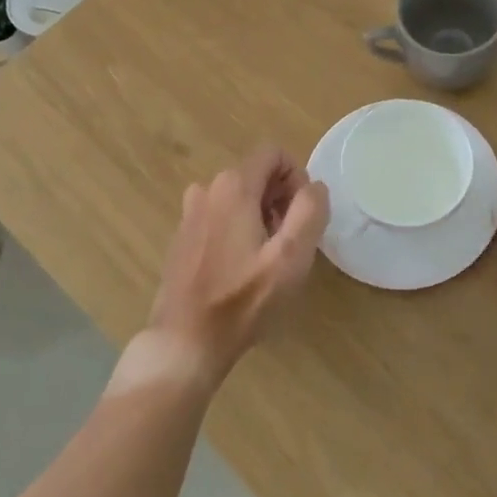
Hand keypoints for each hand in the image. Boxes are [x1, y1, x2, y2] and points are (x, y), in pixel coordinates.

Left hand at [139, 146, 329, 387]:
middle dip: (280, 200)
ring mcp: (190, 212)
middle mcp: (207, 189)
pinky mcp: (183, 236)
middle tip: (288, 244)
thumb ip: (310, 211)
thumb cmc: (243, 300)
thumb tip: (314, 187)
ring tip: (266, 259)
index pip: (274, 154)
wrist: (185, 341)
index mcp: (233, 186)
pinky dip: (238, 230)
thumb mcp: (291, 257)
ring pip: (239, 197)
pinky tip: (241, 269)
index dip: (297, 179)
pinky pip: (221, 216)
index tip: (302, 217)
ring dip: (260, 217)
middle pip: (257, 175)